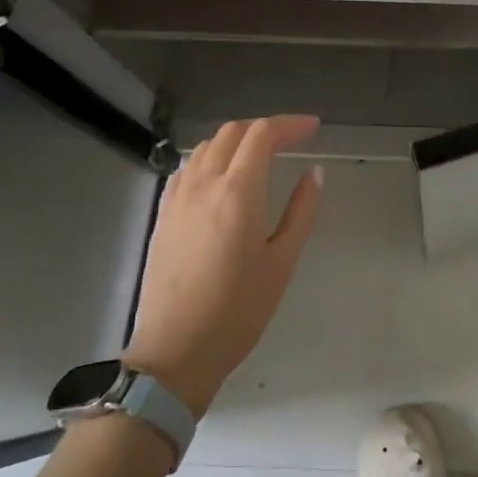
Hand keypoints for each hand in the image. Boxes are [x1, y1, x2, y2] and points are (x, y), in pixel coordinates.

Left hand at [123, 116, 323, 415]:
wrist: (175, 351)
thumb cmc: (238, 310)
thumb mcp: (282, 262)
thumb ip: (302, 211)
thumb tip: (314, 172)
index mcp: (238, 191)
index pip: (262, 135)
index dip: (290, 124)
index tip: (313, 128)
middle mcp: (204, 183)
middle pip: (232, 133)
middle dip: (265, 128)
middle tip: (292, 140)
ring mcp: (178, 198)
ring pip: (206, 147)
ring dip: (236, 140)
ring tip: (261, 155)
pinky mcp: (163, 215)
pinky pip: (188, 168)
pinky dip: (211, 158)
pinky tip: (222, 178)